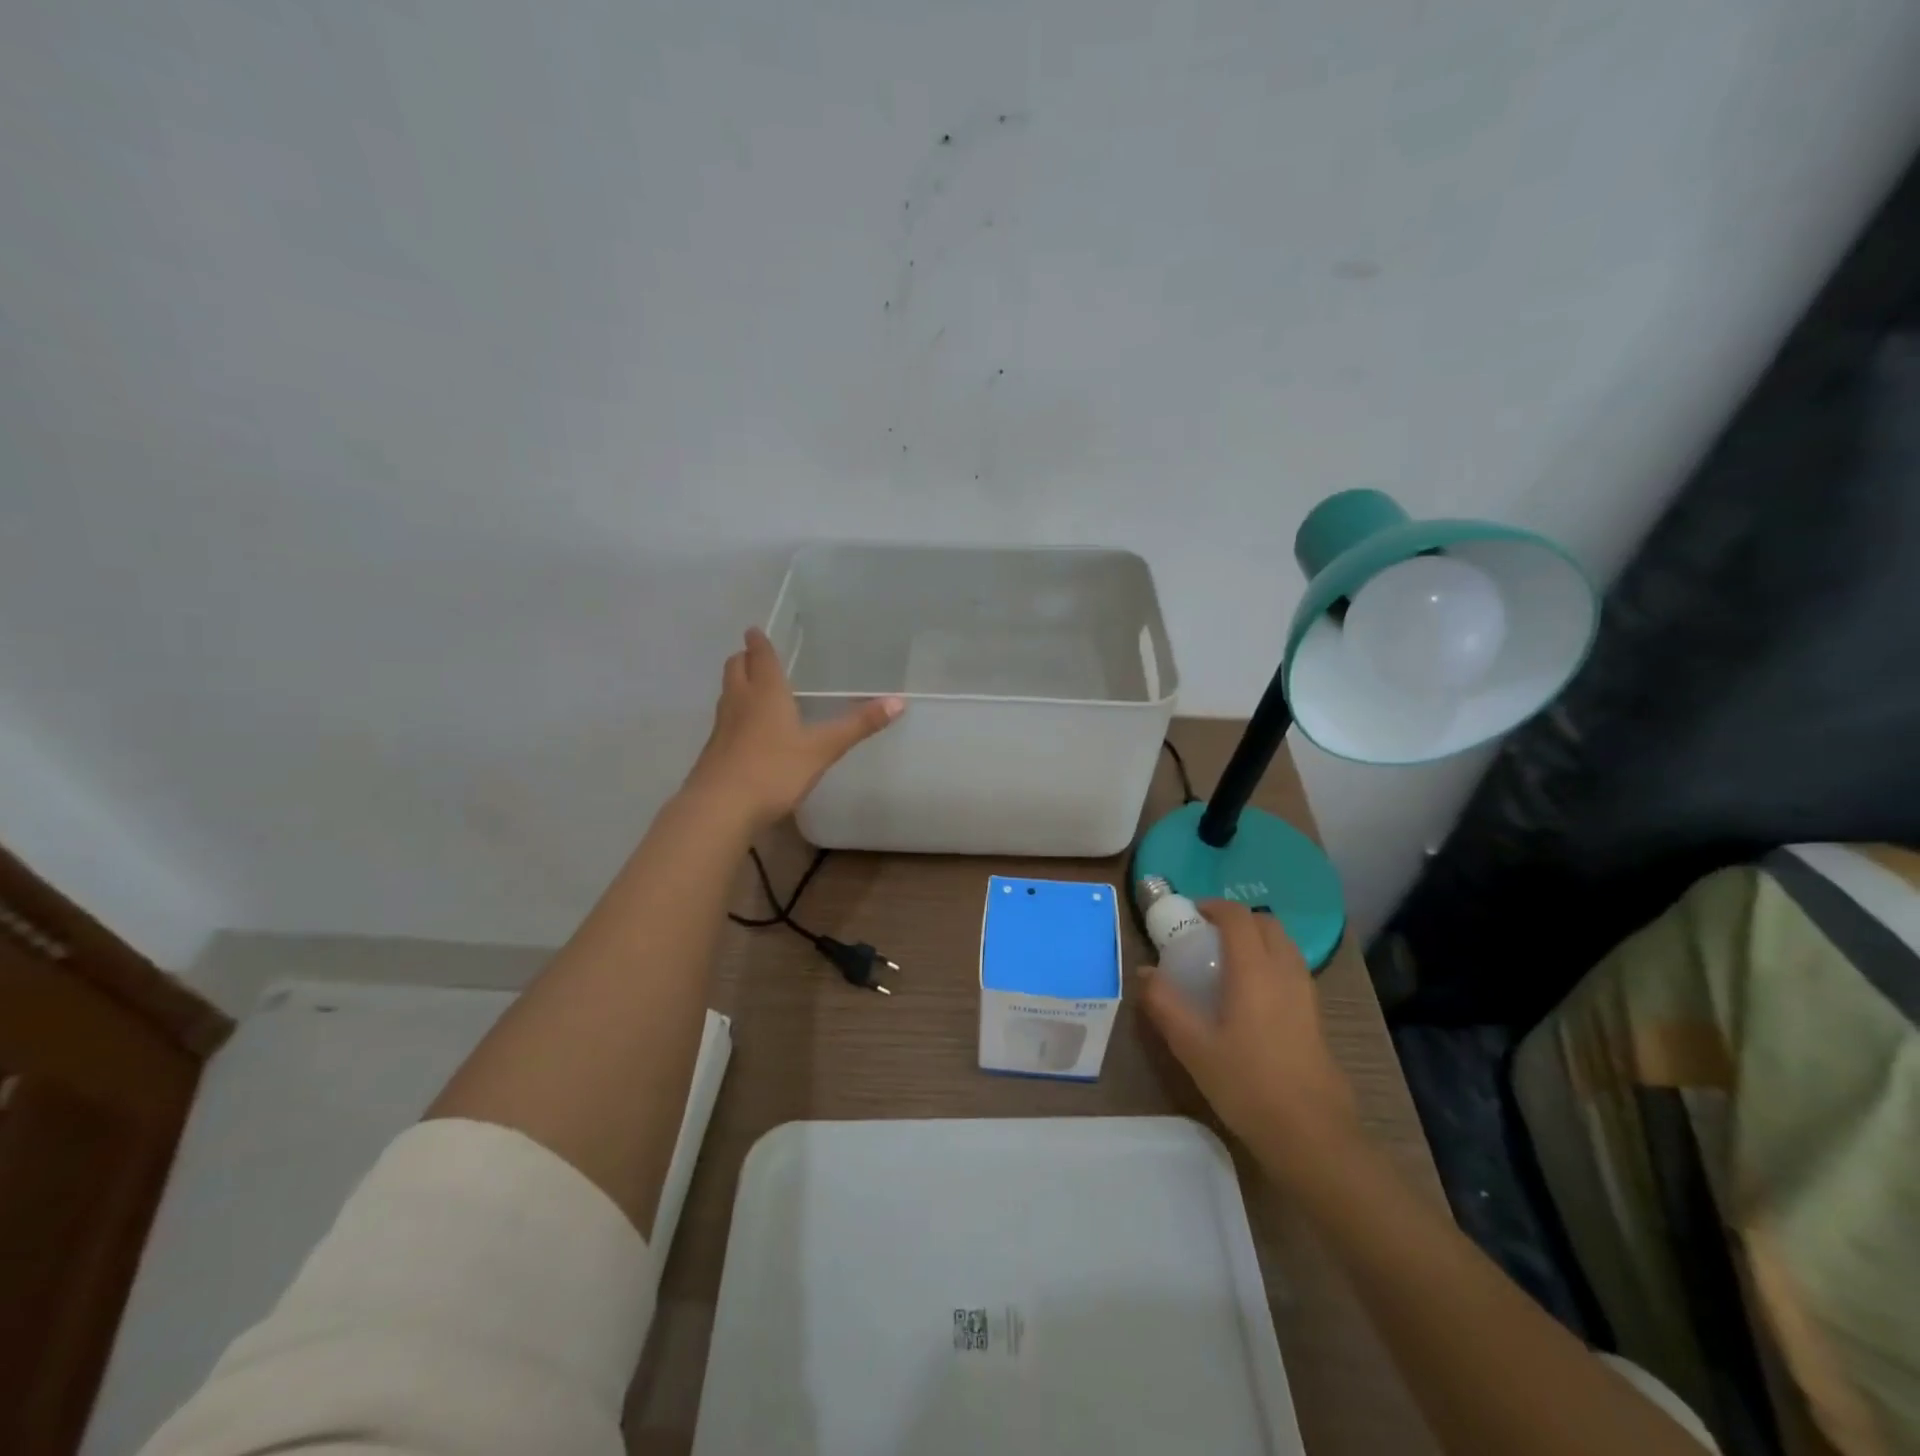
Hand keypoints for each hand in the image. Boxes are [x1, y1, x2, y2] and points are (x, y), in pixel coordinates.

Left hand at [685, 628, 903, 828]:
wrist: (721, 808)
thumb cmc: (774, 770)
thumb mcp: (823, 749)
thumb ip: (858, 726)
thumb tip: (899, 701)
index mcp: (766, 693)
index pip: (760, 657)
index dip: (759, 643)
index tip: (754, 630)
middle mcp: (740, 702)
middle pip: (735, 669)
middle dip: (744, 659)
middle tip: (753, 655)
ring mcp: (722, 727)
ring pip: (727, 694)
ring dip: (737, 684)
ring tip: (752, 686)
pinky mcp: (713, 751)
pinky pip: (724, 721)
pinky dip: (735, 714)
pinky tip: (747, 730)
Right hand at [1140, 900, 1364, 1185]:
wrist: (1312, 1134)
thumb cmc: (1247, 1084)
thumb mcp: (1193, 1046)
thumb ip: (1165, 1004)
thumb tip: (1145, 973)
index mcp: (1255, 970)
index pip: (1238, 917)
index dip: (1214, 907)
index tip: (1191, 914)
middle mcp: (1285, 972)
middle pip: (1267, 924)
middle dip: (1238, 920)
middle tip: (1208, 937)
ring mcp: (1306, 995)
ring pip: (1284, 946)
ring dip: (1258, 941)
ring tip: (1228, 964)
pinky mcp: (1316, 1017)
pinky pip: (1292, 970)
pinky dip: (1271, 964)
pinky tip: (1251, 998)